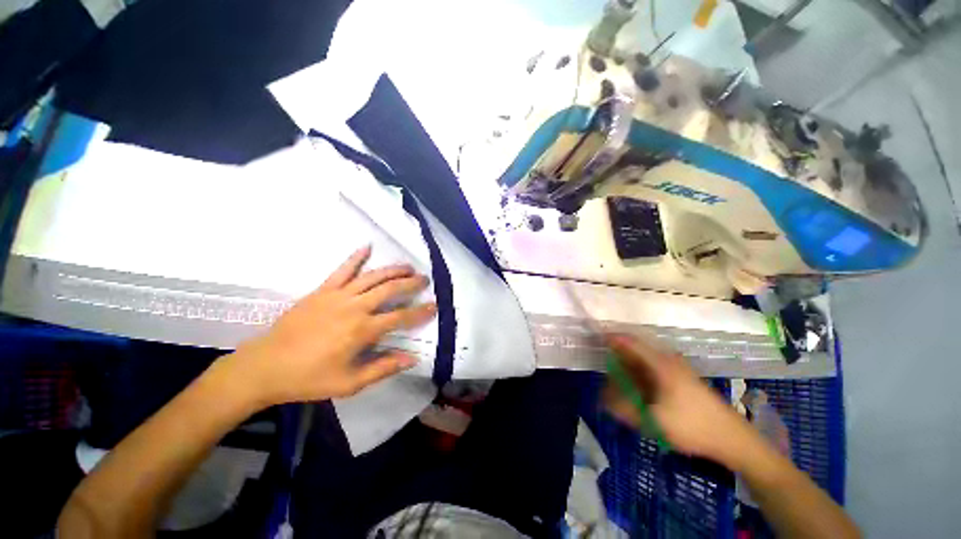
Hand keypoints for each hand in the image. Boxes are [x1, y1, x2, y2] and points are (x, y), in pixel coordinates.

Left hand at [223, 245, 436, 407]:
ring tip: (408, 266)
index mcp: (363, 330)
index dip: (420, 311)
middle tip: (425, 279)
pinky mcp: (321, 290)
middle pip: (390, 289)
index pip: (401, 317)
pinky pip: (342, 269)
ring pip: (372, 276)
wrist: (264, 367)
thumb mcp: (349, 383)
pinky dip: (356, 257)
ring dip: (393, 269)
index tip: (434, 305)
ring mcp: (337, 295)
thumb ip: (383, 368)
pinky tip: (367, 247)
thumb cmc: (308, 379)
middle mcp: (355, 307)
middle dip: (411, 283)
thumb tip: (412, 358)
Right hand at [604, 333, 754, 465]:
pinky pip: (652, 370)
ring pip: (643, 361)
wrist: (733, 439)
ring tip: (614, 380)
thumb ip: (623, 408)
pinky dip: (639, 375)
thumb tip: (601, 399)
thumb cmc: (692, 426)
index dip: (609, 337)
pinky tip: (635, 389)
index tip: (593, 339)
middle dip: (615, 355)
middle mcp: (667, 360)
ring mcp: (676, 369)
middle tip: (601, 366)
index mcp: (660, 363)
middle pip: (634, 350)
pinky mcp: (681, 379)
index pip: (628, 341)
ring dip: (627, 367)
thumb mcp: (653, 420)